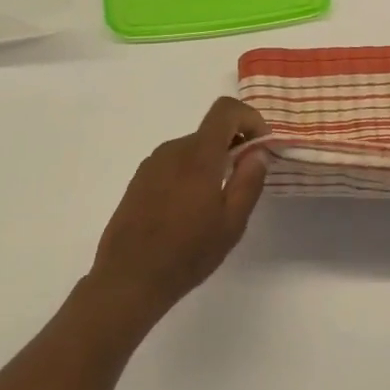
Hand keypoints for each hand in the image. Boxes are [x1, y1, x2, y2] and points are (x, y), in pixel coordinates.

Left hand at [90, 97, 270, 317]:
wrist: (128, 279)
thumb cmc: (187, 253)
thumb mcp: (231, 223)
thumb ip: (249, 180)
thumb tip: (258, 151)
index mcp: (198, 155)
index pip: (225, 109)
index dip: (249, 118)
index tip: (261, 146)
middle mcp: (173, 150)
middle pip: (211, 131)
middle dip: (234, 146)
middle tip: (244, 182)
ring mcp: (152, 164)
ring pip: (193, 149)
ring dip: (212, 162)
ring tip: (216, 204)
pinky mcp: (139, 180)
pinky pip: (174, 163)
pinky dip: (191, 173)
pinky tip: (189, 211)